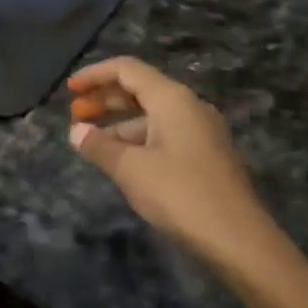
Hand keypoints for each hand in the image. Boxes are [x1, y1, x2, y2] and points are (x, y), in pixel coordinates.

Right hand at [68, 56, 274, 269]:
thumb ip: (99, 146)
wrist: (239, 239)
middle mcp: (189, 106)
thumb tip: (76, 131)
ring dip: (120, 123)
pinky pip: (165, 134)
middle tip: (74, 115)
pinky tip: (122, 161)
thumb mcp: (131, 169)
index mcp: (172, 98)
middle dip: (105, 98)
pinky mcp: (207, 155)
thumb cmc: (180, 194)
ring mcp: (201, 130)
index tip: (69, 89)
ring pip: (152, 115)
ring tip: (92, 143)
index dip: (95, 75)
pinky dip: (138, 139)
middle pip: (140, 89)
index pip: (127, 69)